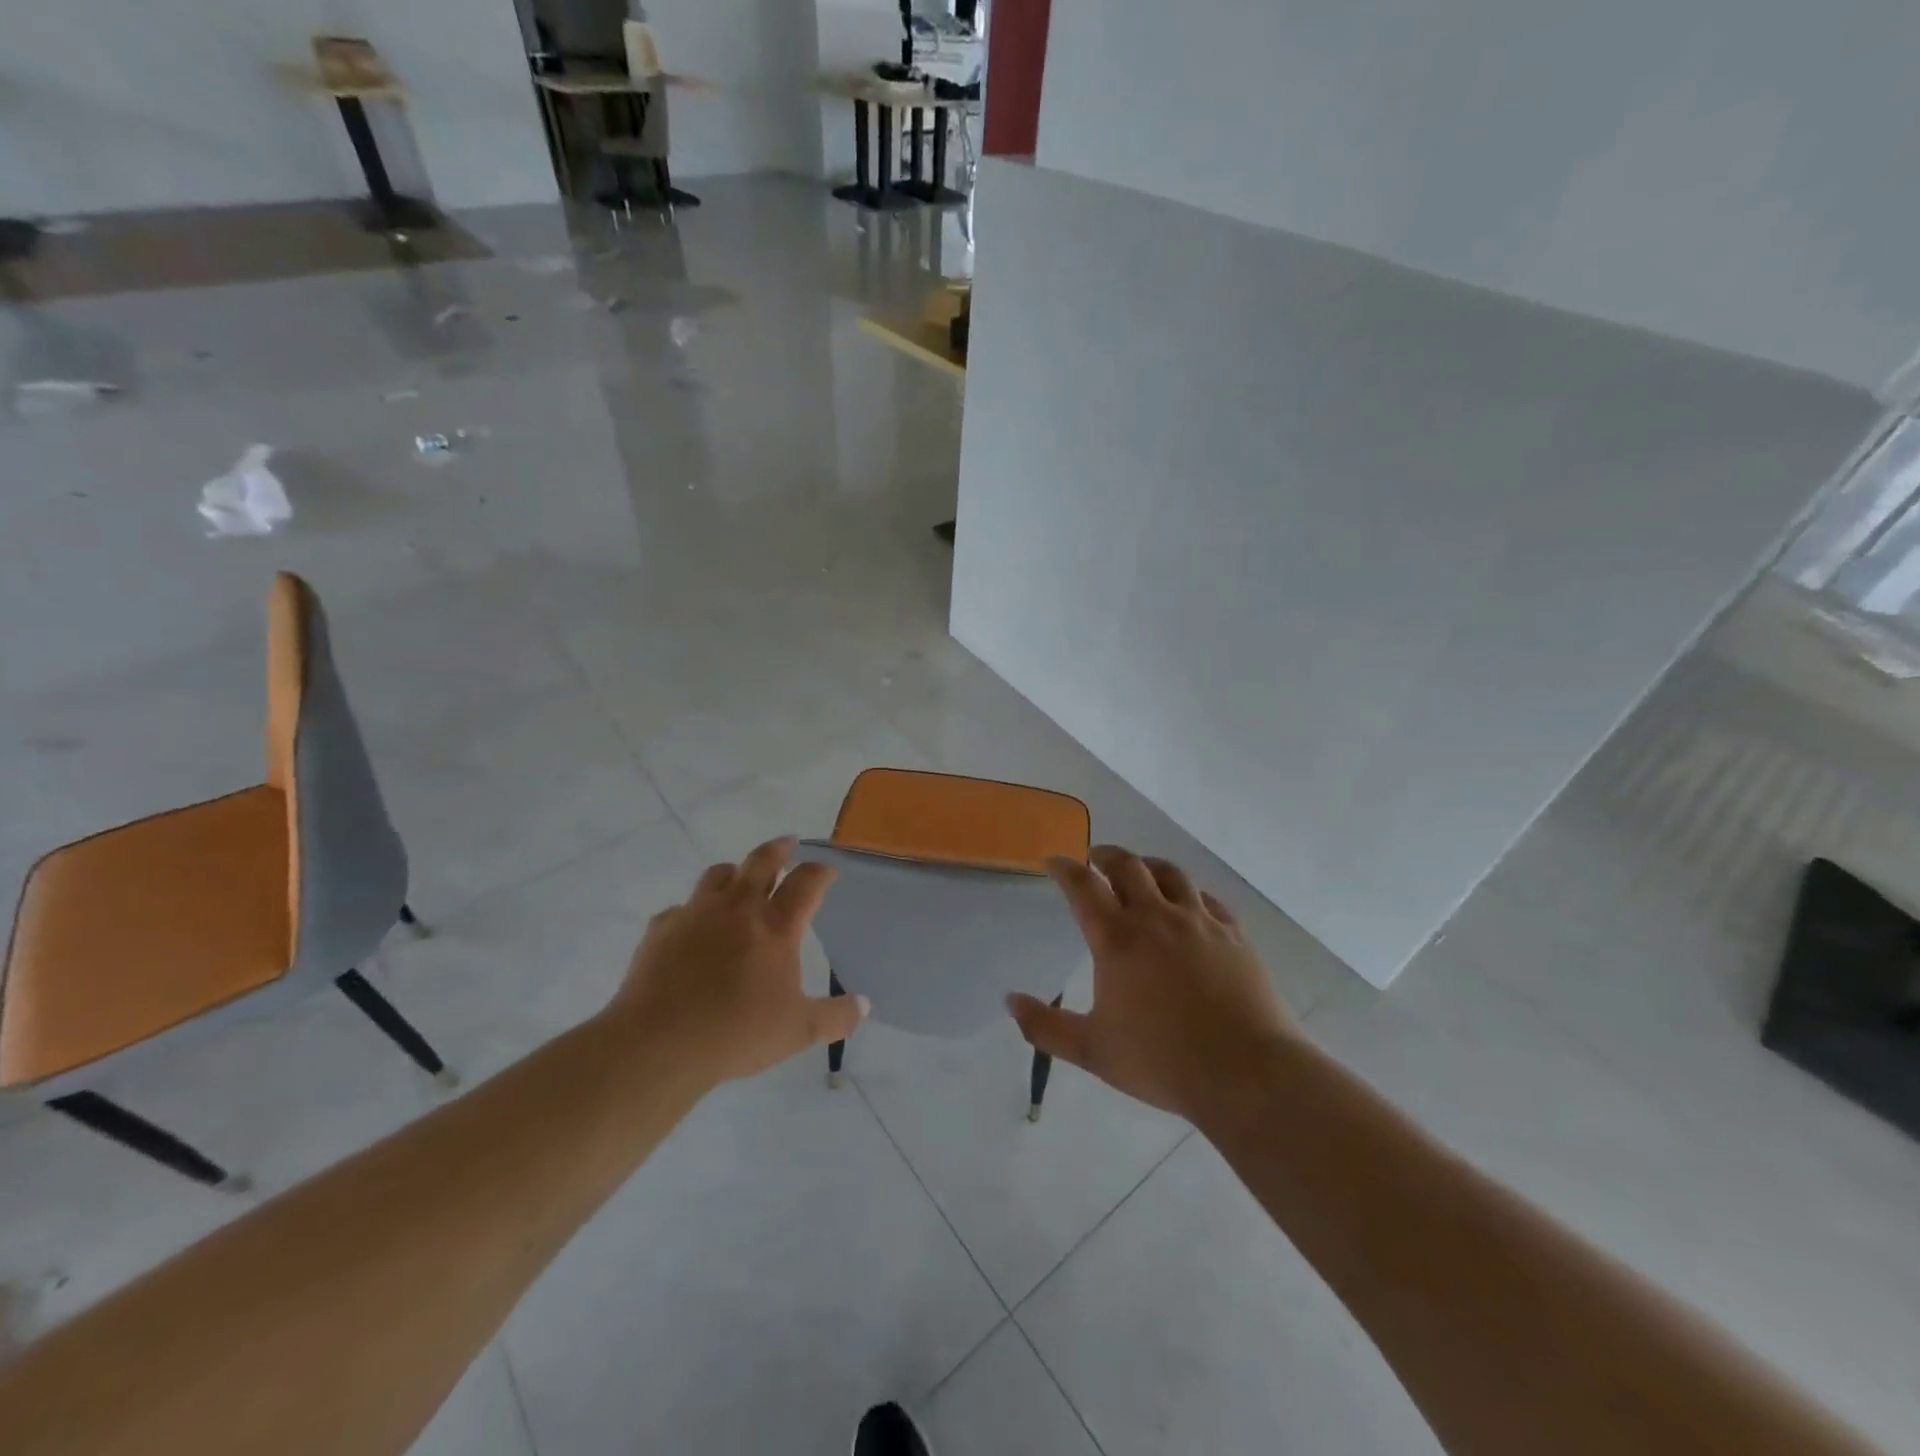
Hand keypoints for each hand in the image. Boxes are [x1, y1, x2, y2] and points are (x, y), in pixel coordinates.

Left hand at [608, 837, 866, 1084]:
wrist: (658, 1043)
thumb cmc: (737, 1033)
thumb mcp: (799, 1031)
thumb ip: (836, 1016)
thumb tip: (864, 1006)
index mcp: (776, 926)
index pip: (807, 881)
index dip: (821, 871)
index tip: (828, 870)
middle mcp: (738, 908)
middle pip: (762, 860)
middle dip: (779, 849)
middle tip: (788, 844)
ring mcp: (696, 913)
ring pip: (719, 873)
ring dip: (735, 872)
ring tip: (740, 878)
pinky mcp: (662, 929)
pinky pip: (680, 909)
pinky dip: (693, 912)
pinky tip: (692, 929)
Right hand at [1008, 846, 1298, 1120]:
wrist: (1246, 1073)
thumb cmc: (1162, 1060)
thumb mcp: (1092, 1051)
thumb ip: (1045, 1026)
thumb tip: (1009, 1001)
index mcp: (1117, 939)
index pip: (1083, 886)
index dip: (1064, 868)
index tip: (1054, 861)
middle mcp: (1156, 917)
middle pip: (1127, 866)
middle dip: (1105, 856)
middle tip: (1094, 859)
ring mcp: (1199, 922)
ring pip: (1170, 873)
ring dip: (1147, 865)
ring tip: (1139, 871)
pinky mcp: (1233, 934)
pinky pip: (1208, 899)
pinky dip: (1190, 893)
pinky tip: (1189, 905)